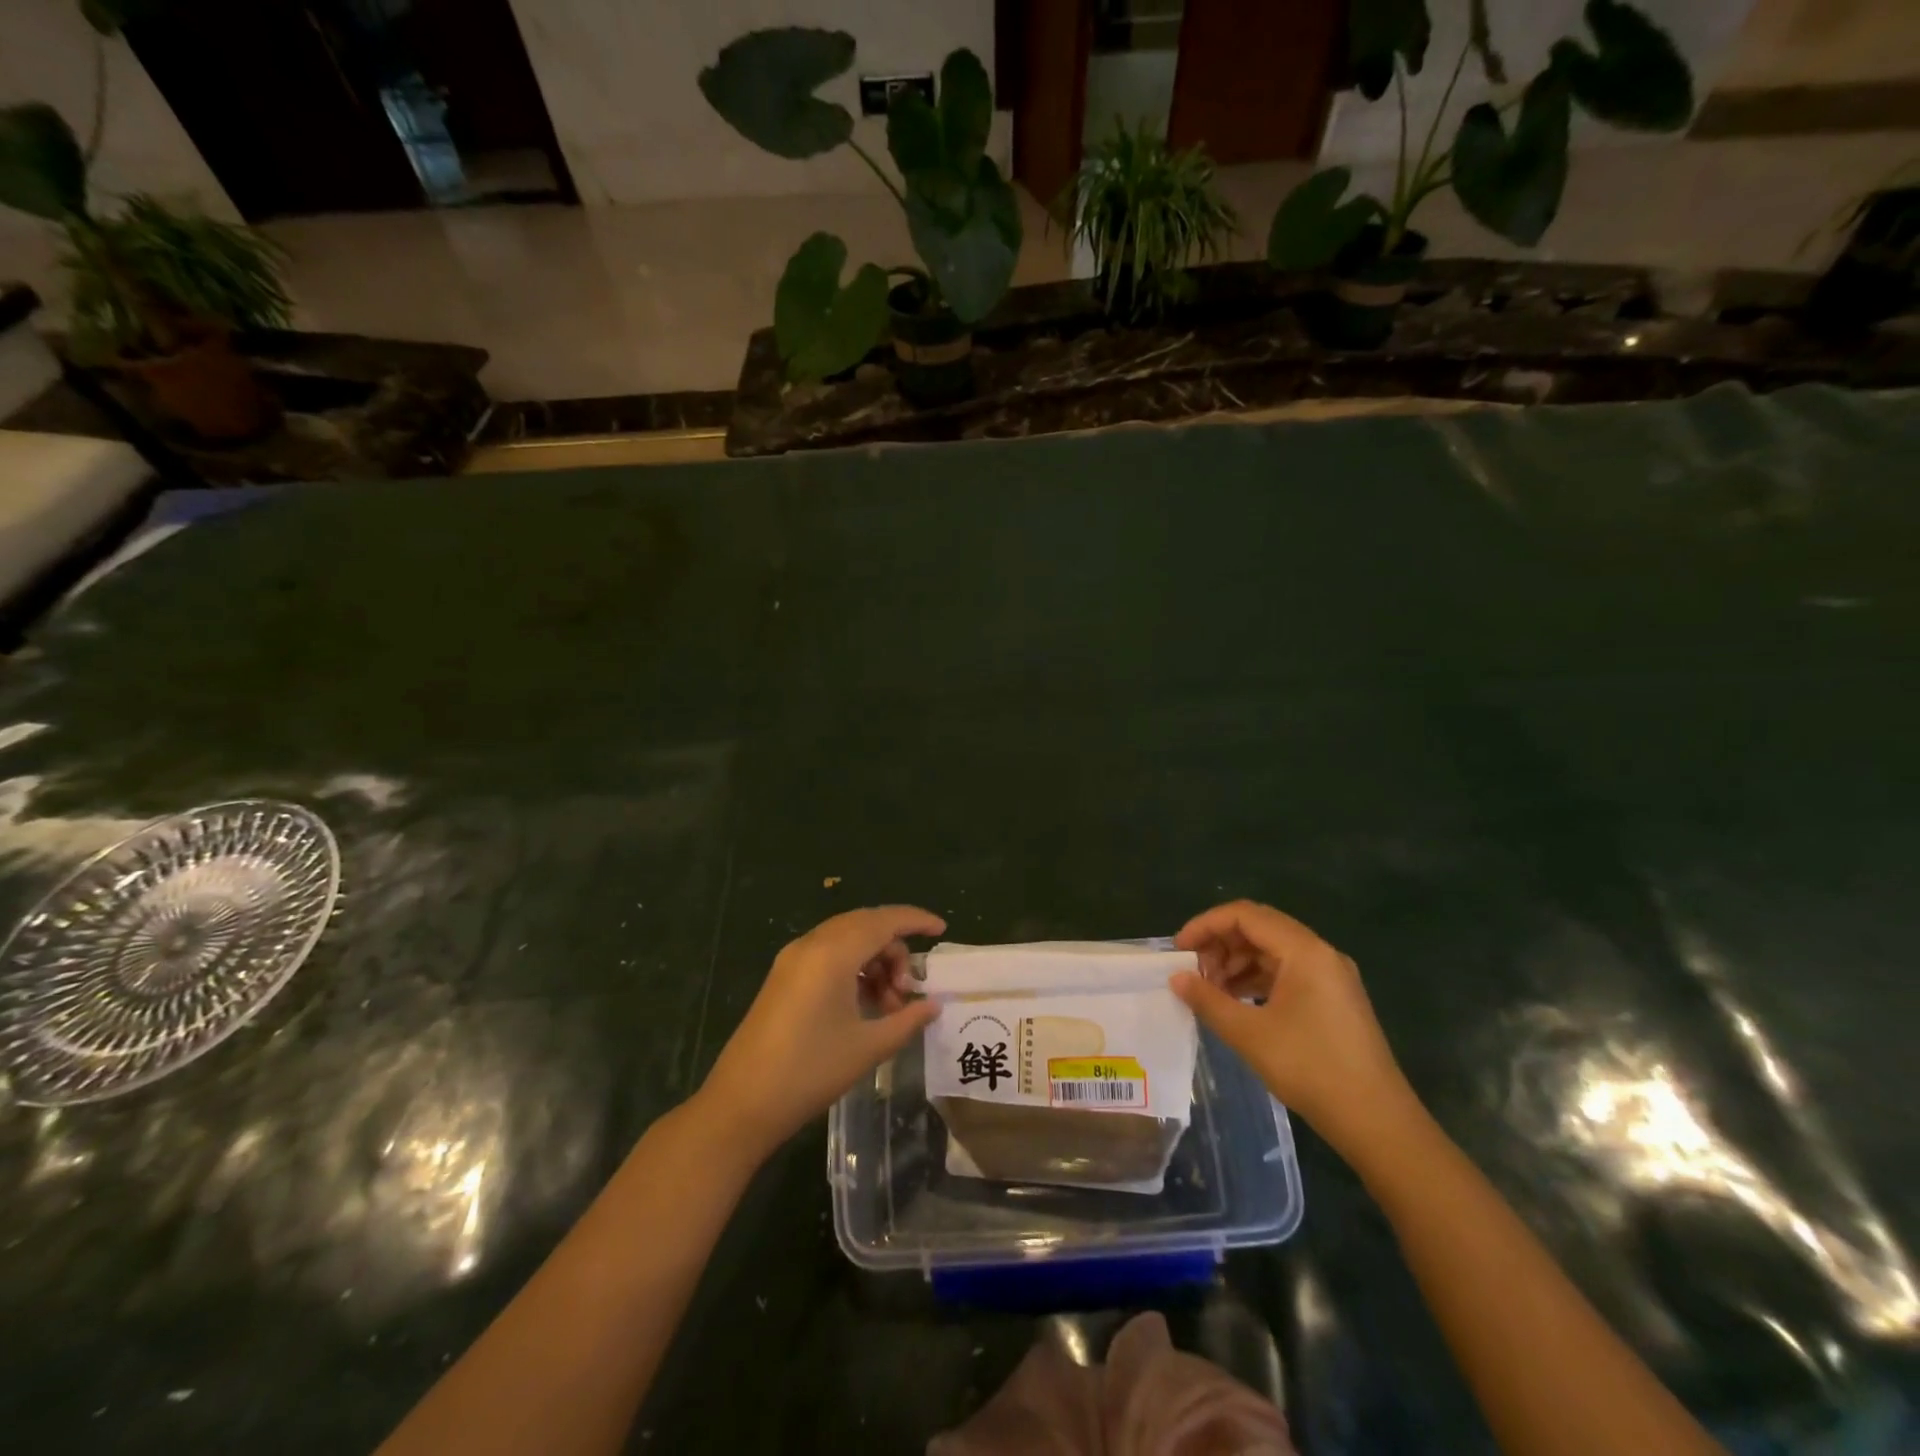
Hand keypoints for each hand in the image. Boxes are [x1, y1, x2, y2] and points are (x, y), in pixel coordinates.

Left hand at [700, 906, 944, 1158]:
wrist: (741, 1104)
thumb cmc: (810, 1072)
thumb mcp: (867, 1047)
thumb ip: (907, 1019)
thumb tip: (933, 1005)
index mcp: (832, 953)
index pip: (883, 920)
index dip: (915, 921)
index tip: (941, 931)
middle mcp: (811, 945)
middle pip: (865, 926)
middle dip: (895, 949)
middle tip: (910, 988)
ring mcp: (792, 960)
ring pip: (846, 940)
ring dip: (874, 961)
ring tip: (888, 1005)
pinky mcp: (783, 977)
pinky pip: (827, 955)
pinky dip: (853, 969)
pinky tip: (864, 1004)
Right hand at [1171, 901, 1418, 1155]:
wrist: (1378, 1122)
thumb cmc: (1311, 1069)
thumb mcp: (1249, 1034)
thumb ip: (1208, 1000)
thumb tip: (1176, 978)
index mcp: (1304, 951)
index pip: (1245, 915)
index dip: (1206, 925)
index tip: (1179, 949)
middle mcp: (1320, 953)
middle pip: (1259, 927)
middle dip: (1220, 944)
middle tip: (1193, 971)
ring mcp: (1330, 976)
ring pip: (1272, 950)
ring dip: (1237, 962)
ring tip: (1211, 991)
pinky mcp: (1333, 998)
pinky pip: (1287, 972)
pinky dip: (1256, 979)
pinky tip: (1237, 1002)